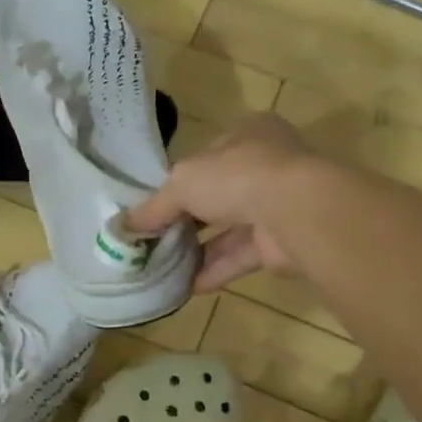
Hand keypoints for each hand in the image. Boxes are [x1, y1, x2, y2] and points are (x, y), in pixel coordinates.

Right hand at [128, 114, 316, 291]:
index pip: (206, 156)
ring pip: (230, 228)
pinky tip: (187, 286)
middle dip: (186, 219)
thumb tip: (124, 226)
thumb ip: (154, 206)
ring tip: (164, 266)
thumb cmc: (237, 176)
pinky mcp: (282, 241)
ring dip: (198, 248)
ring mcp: (277, 204)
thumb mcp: (182, 182)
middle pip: (217, 194)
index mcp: (247, 134)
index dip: (178, 180)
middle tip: (154, 239)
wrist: (296, 211)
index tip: (153, 205)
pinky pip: (242, 255)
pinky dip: (215, 269)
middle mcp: (266, 165)